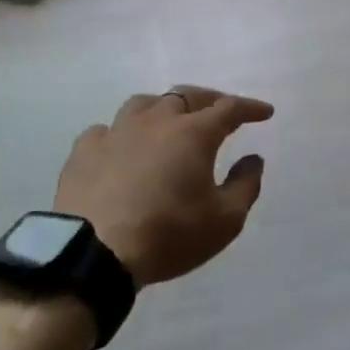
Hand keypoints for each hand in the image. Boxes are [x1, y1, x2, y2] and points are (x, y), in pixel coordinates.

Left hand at [54, 87, 274, 288]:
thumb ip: (245, 185)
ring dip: (163, 108)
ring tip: (169, 121)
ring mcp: (116, 131)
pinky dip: (121, 134)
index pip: (229, 108)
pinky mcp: (84, 150)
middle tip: (220, 110)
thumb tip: (253, 159)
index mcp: (193, 133)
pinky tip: (121, 148)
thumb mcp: (224, 221)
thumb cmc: (168, 235)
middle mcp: (156, 121)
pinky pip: (106, 130)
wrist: (93, 253)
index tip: (265, 113)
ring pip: (144, 104)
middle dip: (209, 99)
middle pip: (186, 95)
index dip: (250, 108)